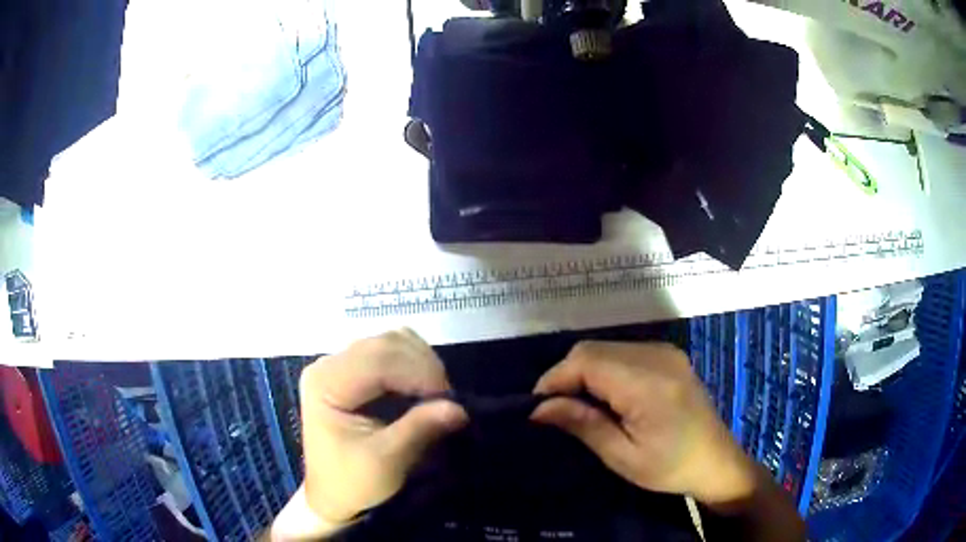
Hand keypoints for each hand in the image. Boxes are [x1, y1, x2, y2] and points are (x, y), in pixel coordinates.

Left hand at [300, 330, 467, 526]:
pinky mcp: (353, 371)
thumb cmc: (352, 481)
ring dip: (421, 363)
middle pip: (386, 344)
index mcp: (325, 382)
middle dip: (423, 367)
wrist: (333, 495)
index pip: (377, 359)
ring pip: (392, 342)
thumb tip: (459, 408)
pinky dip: (414, 364)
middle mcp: (329, 364)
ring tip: (436, 395)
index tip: (450, 400)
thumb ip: (419, 429)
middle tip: (447, 400)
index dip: (419, 372)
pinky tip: (423, 388)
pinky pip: (391, 352)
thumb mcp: (386, 461)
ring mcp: (340, 364)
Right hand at [531, 341, 756, 505]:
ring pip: (605, 348)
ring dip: (584, 372)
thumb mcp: (622, 456)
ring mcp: (665, 352)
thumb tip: (539, 408)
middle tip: (557, 411)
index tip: (538, 408)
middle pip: (592, 350)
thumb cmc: (670, 467)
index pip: (586, 361)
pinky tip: (606, 396)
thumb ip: (582, 424)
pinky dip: (604, 369)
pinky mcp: (668, 355)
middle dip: (566, 376)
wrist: (715, 460)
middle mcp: (657, 356)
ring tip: (580, 406)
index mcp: (648, 383)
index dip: (554, 379)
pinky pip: (623, 351)